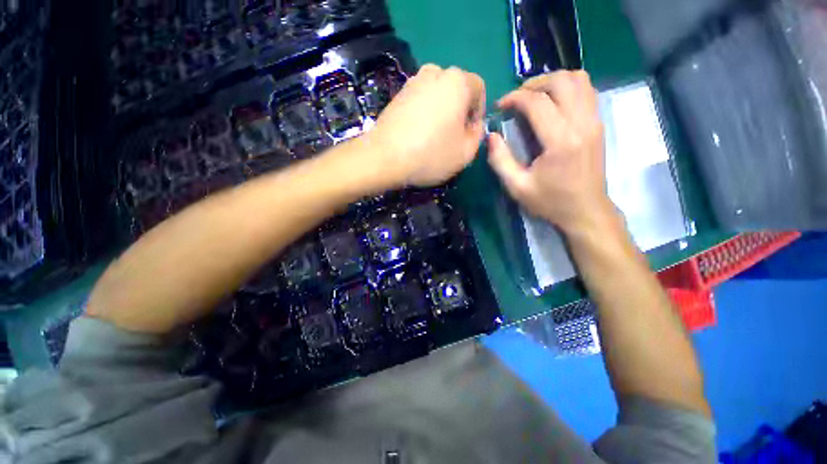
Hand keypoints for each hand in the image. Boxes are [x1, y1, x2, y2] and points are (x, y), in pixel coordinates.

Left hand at [366, 64, 485, 186]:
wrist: (384, 157)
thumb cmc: (430, 154)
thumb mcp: (466, 152)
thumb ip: (478, 135)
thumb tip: (473, 126)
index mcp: (457, 82)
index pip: (478, 89)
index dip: (478, 113)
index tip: (470, 133)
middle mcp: (434, 73)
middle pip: (456, 90)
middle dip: (459, 111)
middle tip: (452, 136)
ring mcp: (412, 83)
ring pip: (436, 95)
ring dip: (440, 112)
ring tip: (433, 137)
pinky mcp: (396, 95)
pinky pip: (419, 101)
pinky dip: (423, 115)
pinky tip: (417, 135)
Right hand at [487, 71, 615, 233]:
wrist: (586, 211)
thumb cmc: (550, 201)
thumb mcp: (517, 187)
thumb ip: (500, 160)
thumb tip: (491, 136)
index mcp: (560, 141)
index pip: (537, 102)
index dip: (514, 98)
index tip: (500, 106)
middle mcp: (582, 124)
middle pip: (562, 81)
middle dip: (534, 83)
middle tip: (517, 97)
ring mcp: (594, 122)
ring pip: (579, 80)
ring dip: (554, 81)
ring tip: (535, 95)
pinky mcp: (598, 125)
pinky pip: (587, 91)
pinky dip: (568, 88)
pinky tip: (553, 102)